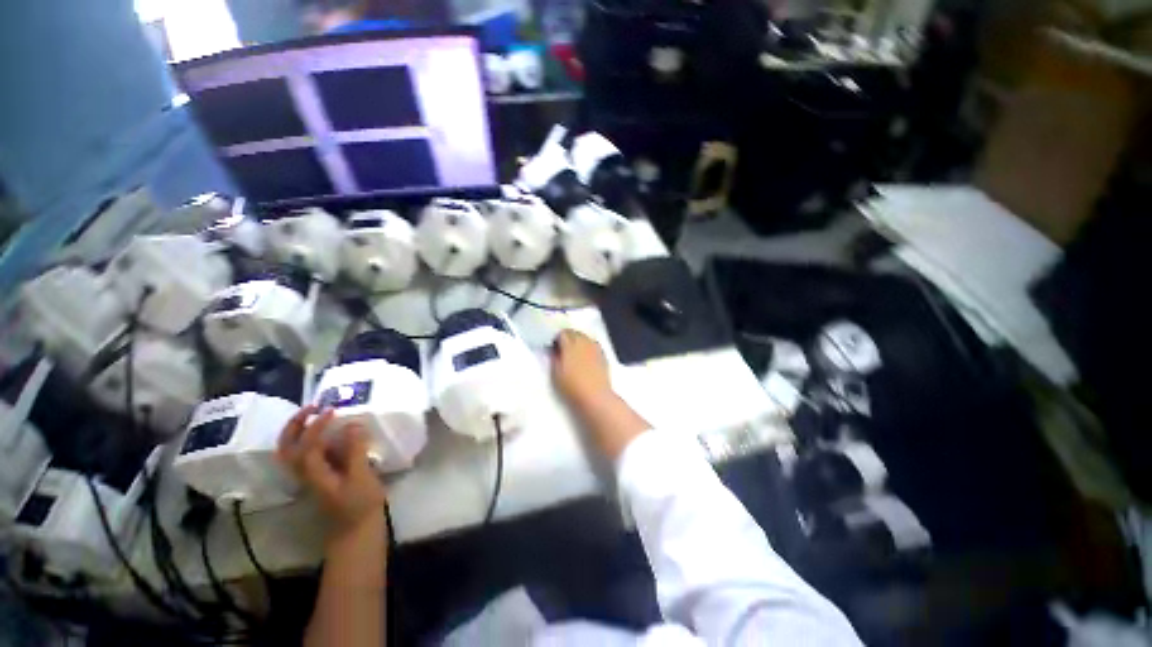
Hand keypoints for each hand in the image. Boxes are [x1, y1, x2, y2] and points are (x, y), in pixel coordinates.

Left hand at [277, 406, 386, 545]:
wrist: (355, 532)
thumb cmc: (359, 505)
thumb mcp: (361, 477)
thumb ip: (355, 450)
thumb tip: (353, 425)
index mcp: (313, 474)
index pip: (307, 444)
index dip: (317, 425)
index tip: (333, 410)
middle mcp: (304, 474)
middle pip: (287, 447)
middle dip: (296, 424)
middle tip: (314, 406)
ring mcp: (310, 476)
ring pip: (293, 450)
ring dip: (300, 430)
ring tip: (319, 414)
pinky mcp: (320, 477)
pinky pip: (308, 453)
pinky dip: (312, 438)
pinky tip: (330, 433)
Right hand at [551, 329, 612, 407]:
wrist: (595, 396)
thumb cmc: (572, 386)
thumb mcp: (556, 373)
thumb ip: (554, 358)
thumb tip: (554, 350)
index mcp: (570, 345)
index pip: (562, 333)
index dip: (557, 338)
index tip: (554, 346)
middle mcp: (583, 342)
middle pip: (574, 332)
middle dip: (568, 337)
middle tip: (563, 347)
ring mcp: (594, 347)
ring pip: (585, 337)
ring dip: (579, 340)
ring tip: (574, 350)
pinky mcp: (603, 354)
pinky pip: (594, 344)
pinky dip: (588, 346)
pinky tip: (586, 355)